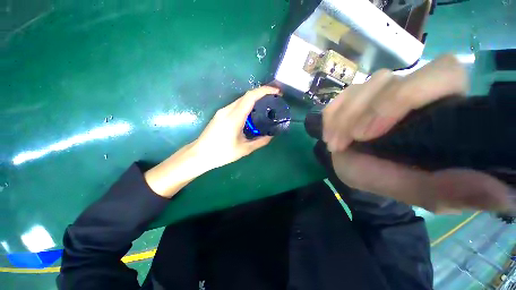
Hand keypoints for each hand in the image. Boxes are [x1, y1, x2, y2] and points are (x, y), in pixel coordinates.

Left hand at [191, 86, 278, 170]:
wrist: (199, 154)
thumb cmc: (222, 153)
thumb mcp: (244, 149)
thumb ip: (260, 142)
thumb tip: (270, 136)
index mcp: (234, 117)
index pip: (250, 97)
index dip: (264, 91)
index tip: (277, 92)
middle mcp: (227, 110)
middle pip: (246, 96)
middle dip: (261, 93)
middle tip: (274, 99)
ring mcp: (222, 111)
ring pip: (241, 100)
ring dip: (254, 99)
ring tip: (265, 105)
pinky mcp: (220, 114)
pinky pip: (236, 105)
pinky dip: (247, 105)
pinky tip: (252, 113)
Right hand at [324, 55, 514, 212]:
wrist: (360, 171)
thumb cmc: (389, 179)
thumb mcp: (417, 191)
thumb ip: (451, 190)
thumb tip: (502, 193)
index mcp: (442, 109)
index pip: (441, 73)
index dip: (402, 97)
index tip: (369, 134)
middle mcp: (412, 91)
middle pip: (387, 78)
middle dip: (360, 110)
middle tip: (345, 140)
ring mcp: (379, 93)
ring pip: (359, 87)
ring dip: (341, 117)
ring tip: (335, 144)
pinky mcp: (355, 98)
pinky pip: (339, 98)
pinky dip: (331, 116)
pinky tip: (330, 134)